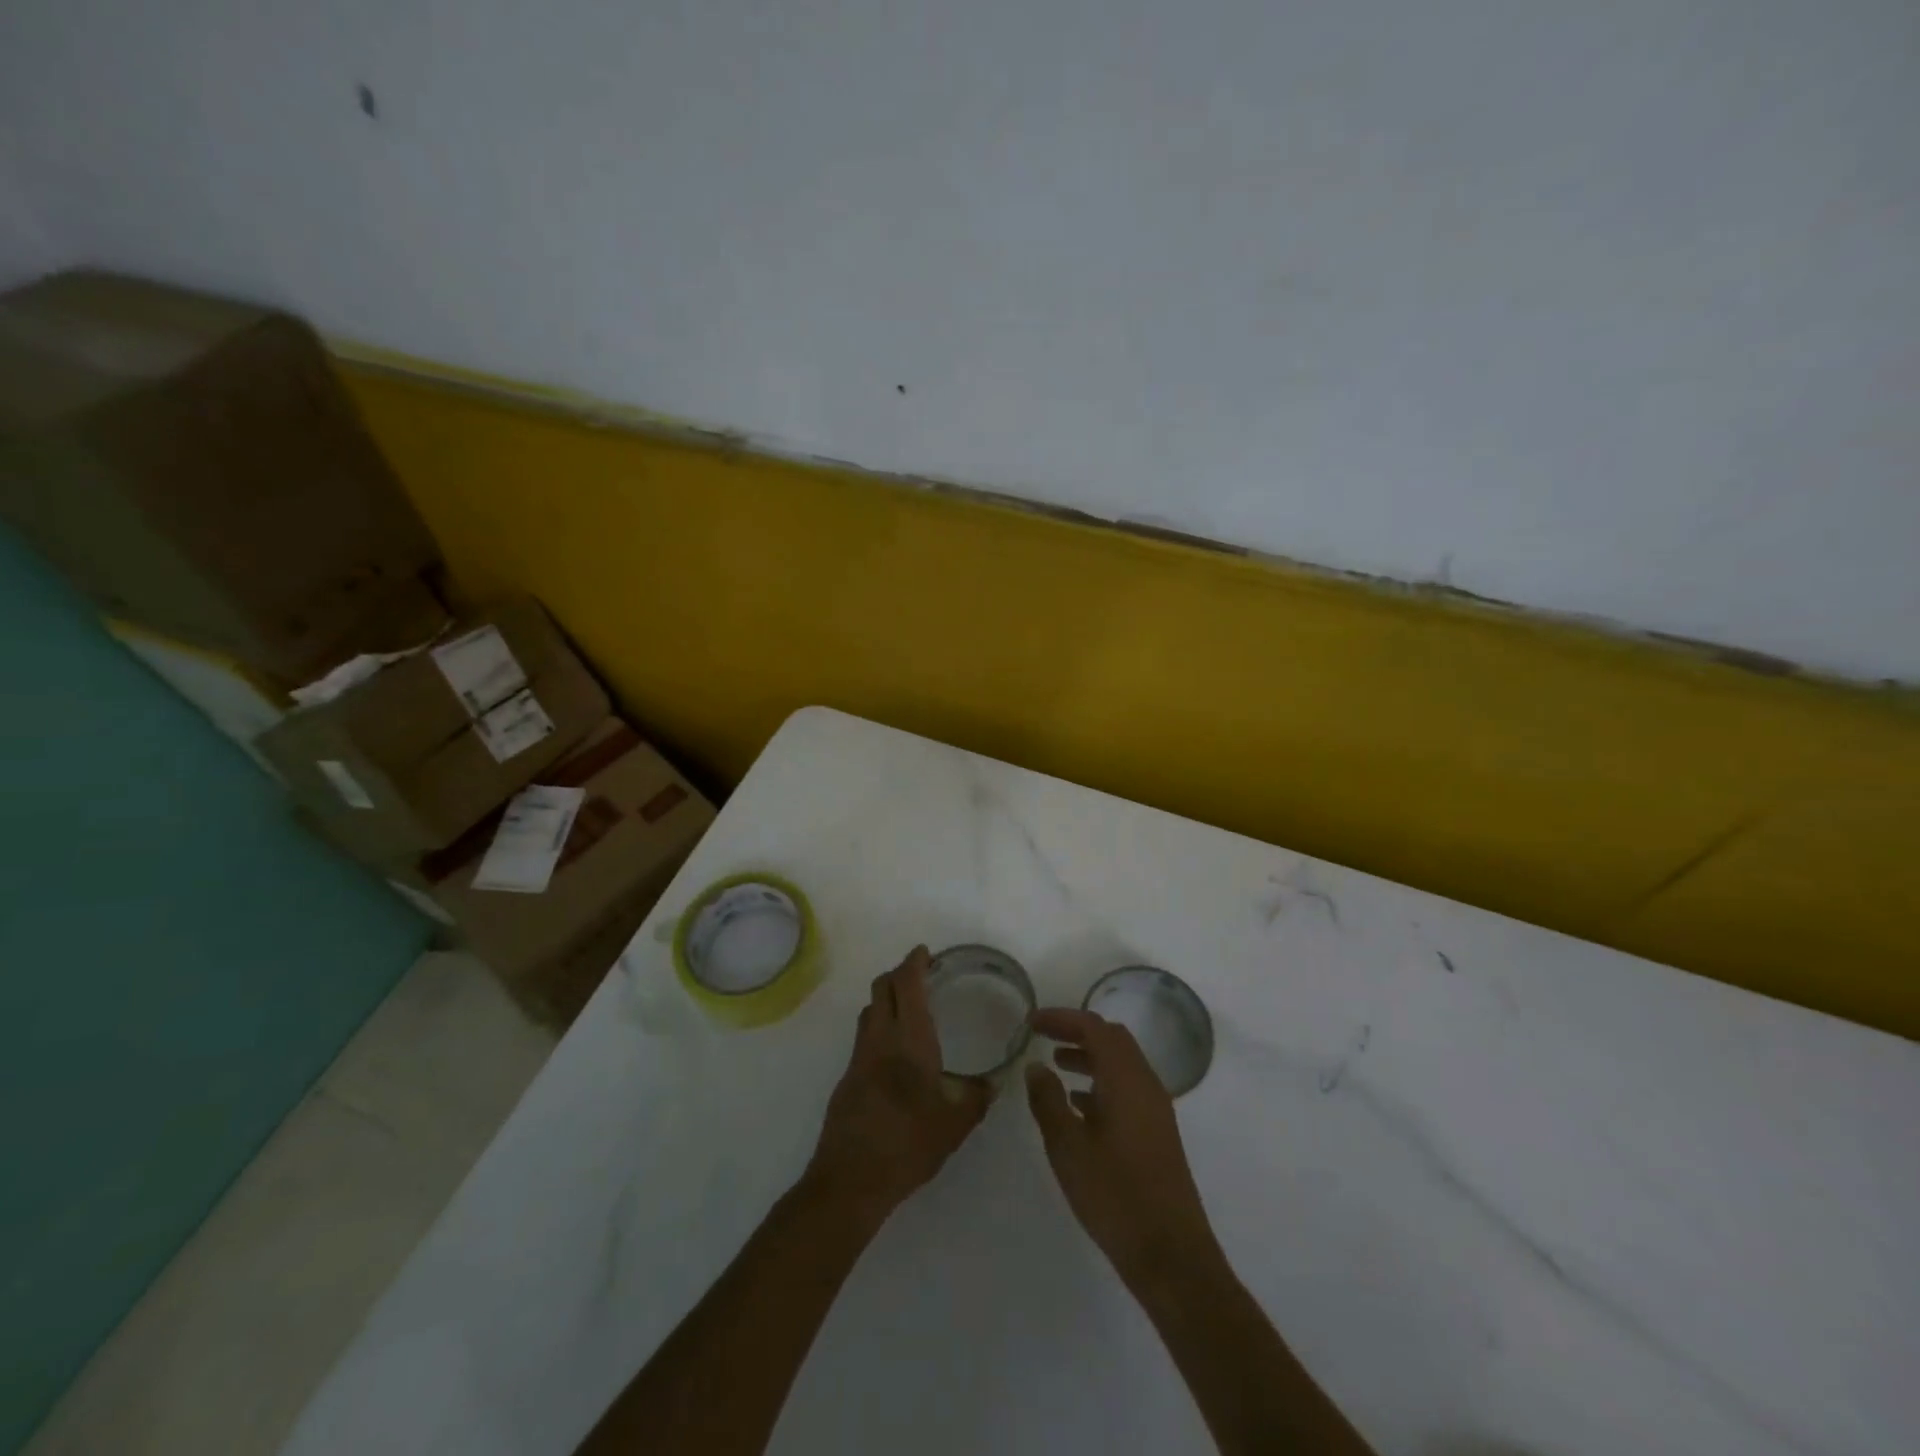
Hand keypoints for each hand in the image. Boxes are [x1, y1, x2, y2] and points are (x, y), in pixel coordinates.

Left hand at [805, 946, 991, 1225]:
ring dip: (886, 998)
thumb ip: (977, 1097)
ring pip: (869, 1011)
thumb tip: (995, 1081)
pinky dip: (878, 1026)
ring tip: (908, 1008)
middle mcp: (879, 1039)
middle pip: (881, 988)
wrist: (850, 1180)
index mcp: (908, 1040)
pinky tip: (895, 1052)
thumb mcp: (955, 1124)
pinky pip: (864, 1036)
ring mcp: (858, 1058)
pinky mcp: (847, 1078)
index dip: (914, 963)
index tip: (925, 953)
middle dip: (899, 974)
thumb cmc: (907, 1144)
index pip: (906, 985)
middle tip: (921, 976)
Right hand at [1026, 1008, 1220, 1284]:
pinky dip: (1100, 1082)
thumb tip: (1036, 1066)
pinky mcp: (1156, 1132)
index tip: (1031, 1021)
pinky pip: (1126, 1088)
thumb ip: (1048, 1101)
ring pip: (1120, 1064)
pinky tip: (1077, 1105)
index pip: (1094, 1027)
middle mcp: (1145, 1084)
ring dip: (1089, 1056)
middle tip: (1043, 1037)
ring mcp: (1155, 1109)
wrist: (1171, 1254)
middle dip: (1077, 1031)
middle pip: (1112, 1039)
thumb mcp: (1068, 1147)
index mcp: (1126, 1079)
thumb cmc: (1115, 1195)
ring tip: (1055, 1065)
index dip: (1061, 1018)